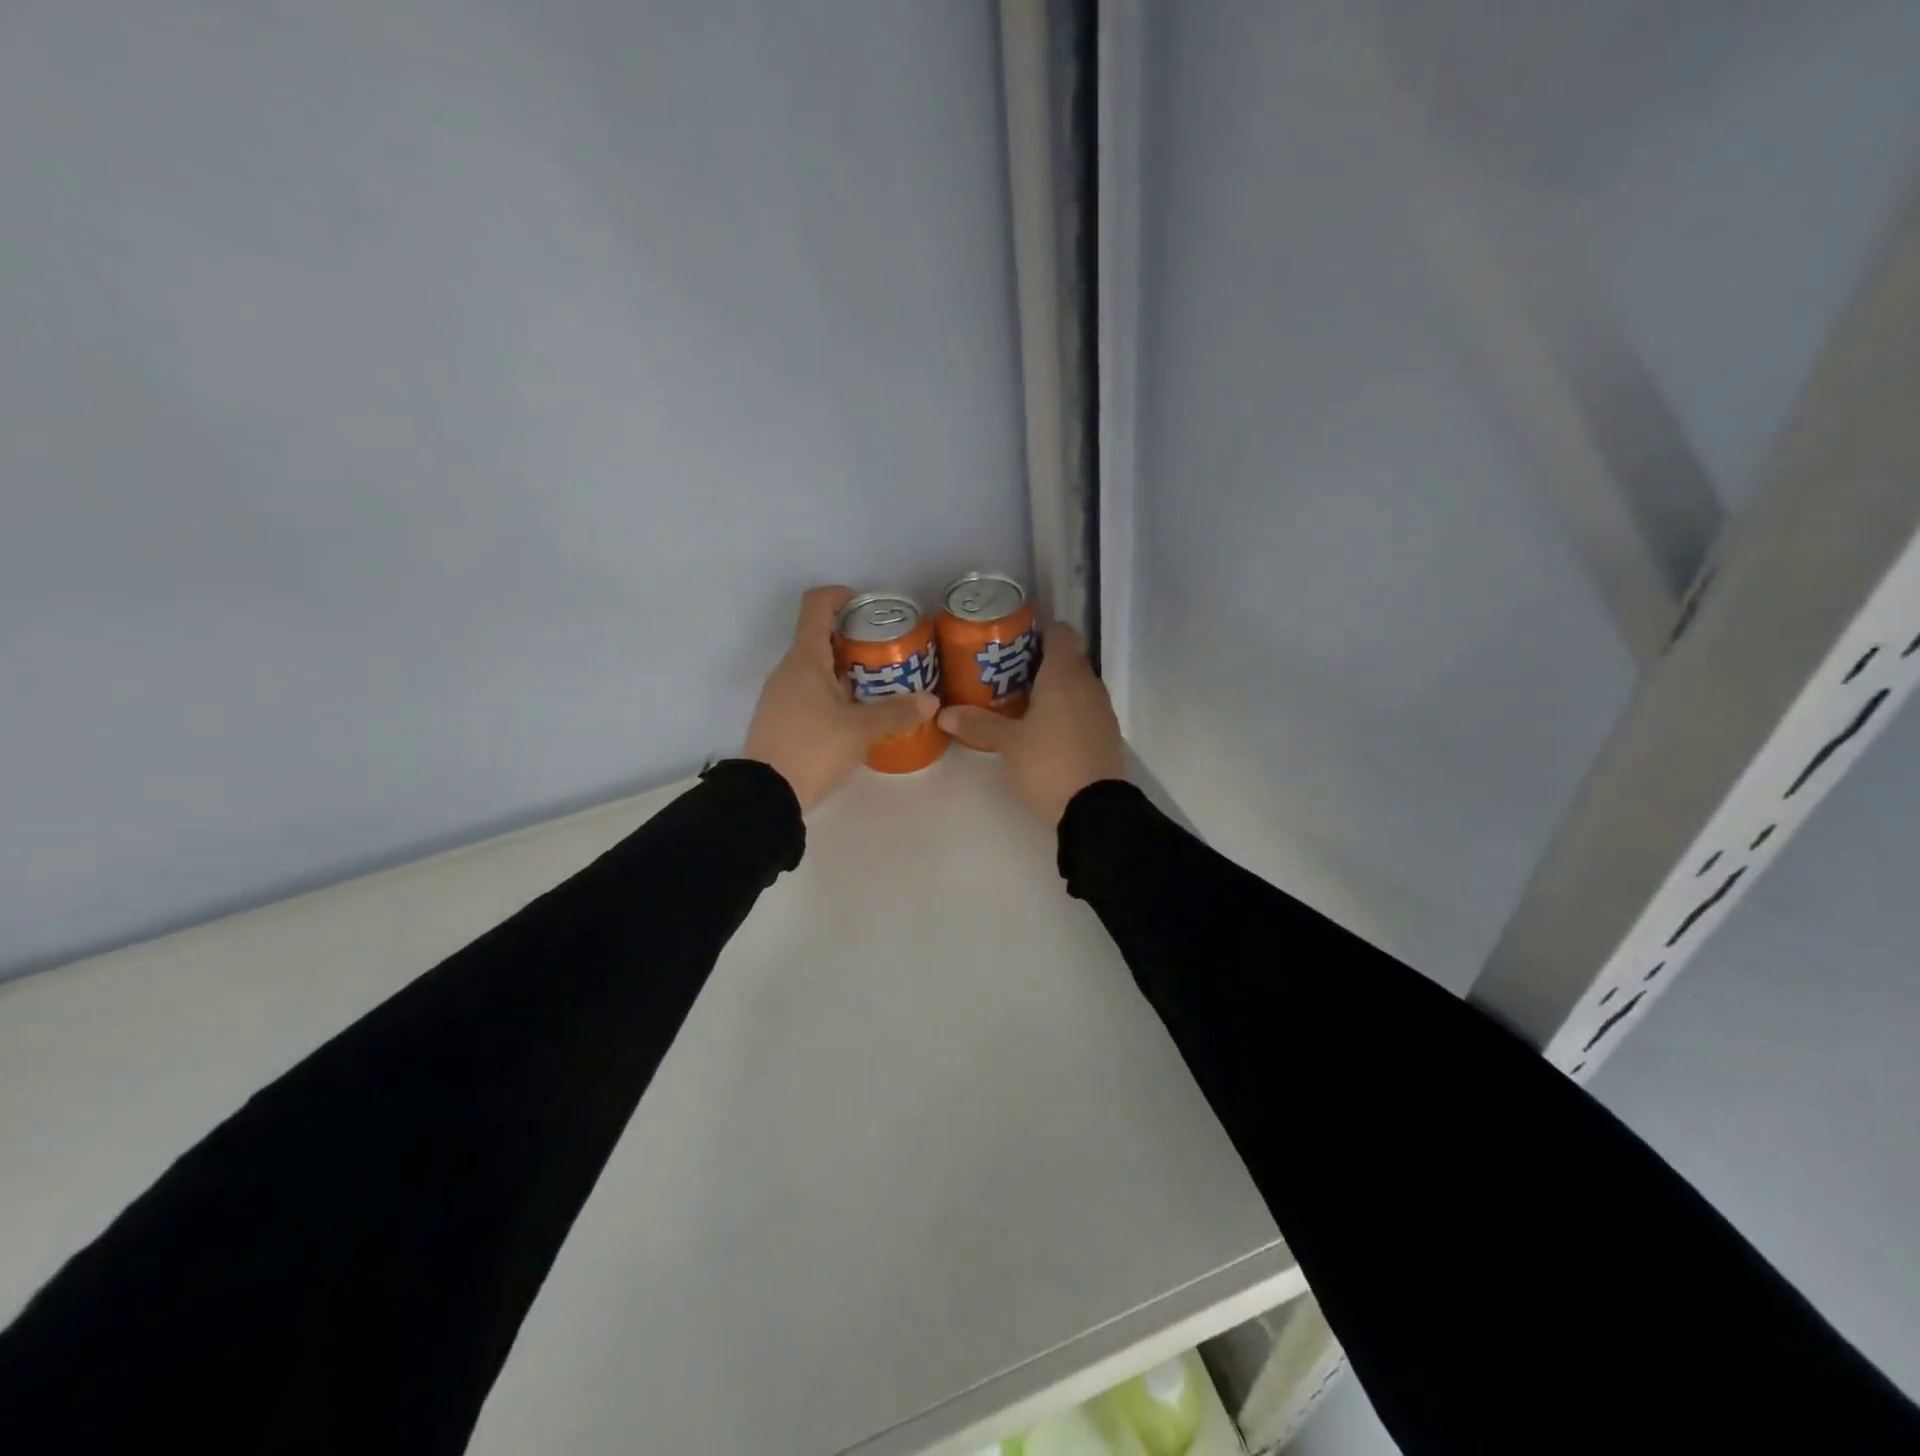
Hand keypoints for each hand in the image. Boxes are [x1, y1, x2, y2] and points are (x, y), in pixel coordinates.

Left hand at [744, 586, 938, 813]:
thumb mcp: (861, 730)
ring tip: (880, 687)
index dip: (841, 595)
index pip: (816, 605)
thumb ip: (897, 712)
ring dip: (847, 669)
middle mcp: (788, 669)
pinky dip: (834, 692)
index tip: (868, 607)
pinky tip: (857, 715)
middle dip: (855, 640)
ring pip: (817, 668)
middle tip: (889, 655)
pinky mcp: (781, 718)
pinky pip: (810, 691)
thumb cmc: (813, 748)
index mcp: (805, 659)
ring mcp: (781, 694)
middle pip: (821, 637)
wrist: (766, 796)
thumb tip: (931, 701)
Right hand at [938, 623, 1124, 823]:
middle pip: (1069, 658)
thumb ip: (978, 724)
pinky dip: (1068, 710)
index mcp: (1064, 675)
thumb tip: (943, 713)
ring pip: (1079, 684)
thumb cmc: (1048, 764)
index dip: (1040, 632)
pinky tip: (1046, 730)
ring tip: (1024, 703)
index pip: (1061, 633)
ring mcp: (1102, 709)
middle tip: (1009, 675)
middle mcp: (1088, 684)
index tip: (1016, 644)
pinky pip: (1086, 708)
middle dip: (1042, 662)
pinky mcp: (1107, 733)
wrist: (1095, 809)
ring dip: (1056, 688)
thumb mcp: (1008, 744)